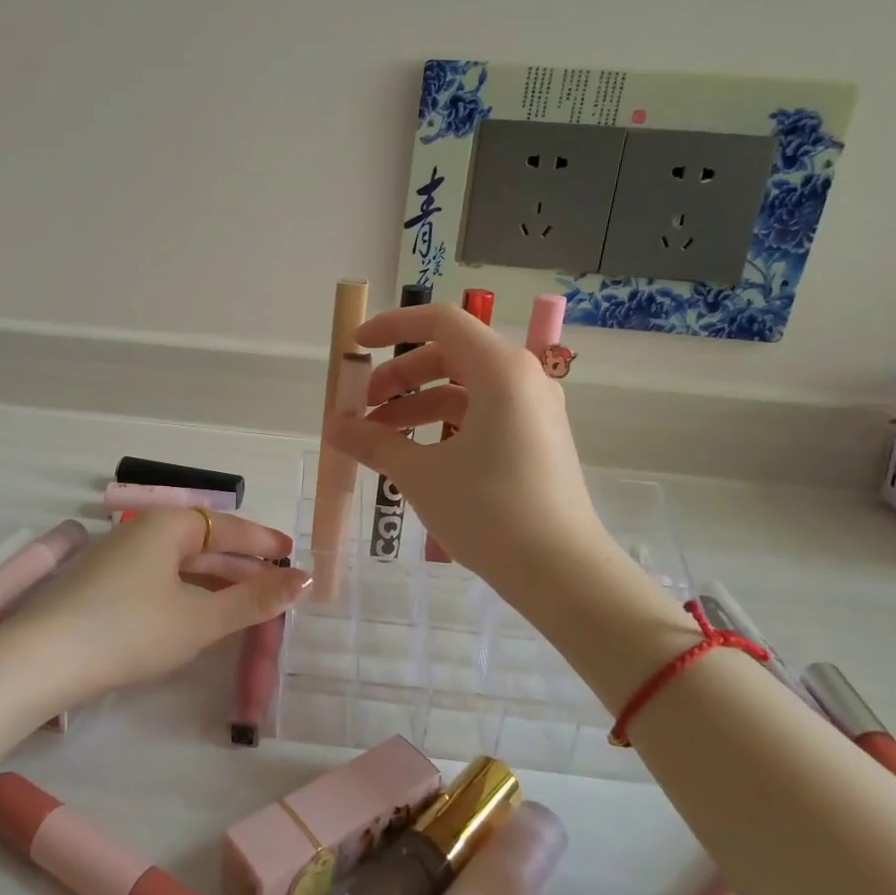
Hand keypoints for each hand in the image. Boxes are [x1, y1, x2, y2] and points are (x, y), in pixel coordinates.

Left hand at [0, 508, 307, 705]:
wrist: (41, 660)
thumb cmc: (130, 630)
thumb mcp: (200, 619)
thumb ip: (253, 600)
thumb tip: (304, 581)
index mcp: (166, 526)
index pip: (227, 525)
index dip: (262, 541)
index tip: (292, 554)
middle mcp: (141, 532)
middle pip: (203, 543)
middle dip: (241, 565)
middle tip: (277, 586)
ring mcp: (117, 558)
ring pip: (180, 565)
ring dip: (215, 582)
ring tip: (247, 603)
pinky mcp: (102, 586)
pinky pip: (159, 580)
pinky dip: (187, 593)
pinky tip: (199, 615)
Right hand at [323, 303, 606, 579]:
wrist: (561, 572)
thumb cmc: (488, 511)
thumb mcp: (420, 475)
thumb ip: (374, 443)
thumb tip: (334, 428)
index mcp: (500, 370)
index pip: (440, 322)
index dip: (392, 326)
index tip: (356, 346)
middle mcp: (523, 378)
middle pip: (449, 355)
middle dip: (399, 377)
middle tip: (362, 408)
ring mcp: (534, 409)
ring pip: (464, 389)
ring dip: (417, 406)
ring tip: (379, 441)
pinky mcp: (537, 438)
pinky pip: (482, 414)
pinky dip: (444, 425)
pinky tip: (416, 456)